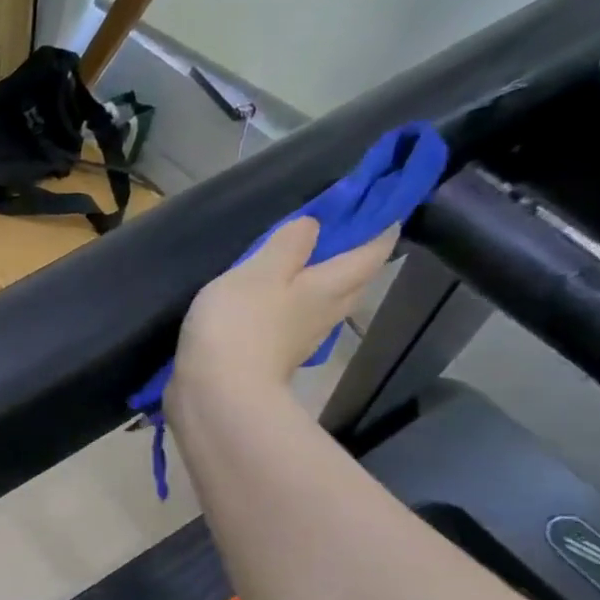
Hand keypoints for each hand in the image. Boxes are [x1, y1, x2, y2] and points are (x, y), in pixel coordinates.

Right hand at [170, 217, 396, 415]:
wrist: (216, 394)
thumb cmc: (240, 325)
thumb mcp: (259, 271)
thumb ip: (287, 244)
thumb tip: (315, 224)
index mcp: (329, 286)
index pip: (372, 251)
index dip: (381, 226)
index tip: (382, 205)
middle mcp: (325, 313)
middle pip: (353, 281)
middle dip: (355, 257)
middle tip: (342, 235)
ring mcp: (300, 340)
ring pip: (326, 304)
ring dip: (324, 285)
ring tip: (303, 267)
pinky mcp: (272, 359)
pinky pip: (294, 324)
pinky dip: (291, 309)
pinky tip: (273, 306)